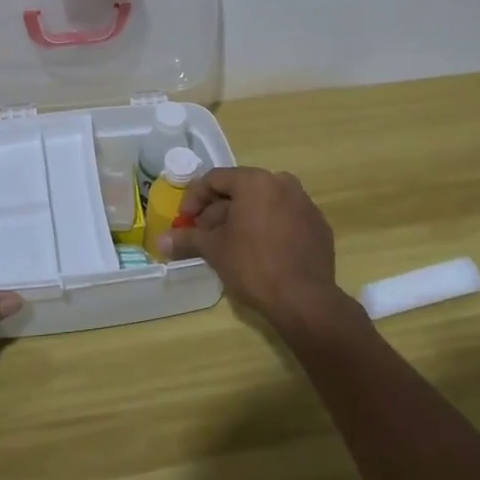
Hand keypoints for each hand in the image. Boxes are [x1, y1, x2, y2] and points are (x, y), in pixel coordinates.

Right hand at [157, 166, 347, 333]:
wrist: (305, 300)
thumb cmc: (253, 266)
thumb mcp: (215, 250)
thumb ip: (187, 239)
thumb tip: (160, 241)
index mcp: (255, 181)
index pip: (215, 179)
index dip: (194, 199)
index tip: (184, 221)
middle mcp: (282, 183)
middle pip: (241, 190)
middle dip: (218, 211)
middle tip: (204, 235)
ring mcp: (304, 203)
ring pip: (264, 203)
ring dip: (243, 218)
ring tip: (230, 244)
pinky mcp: (318, 225)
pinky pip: (285, 218)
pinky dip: (269, 227)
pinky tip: (261, 251)